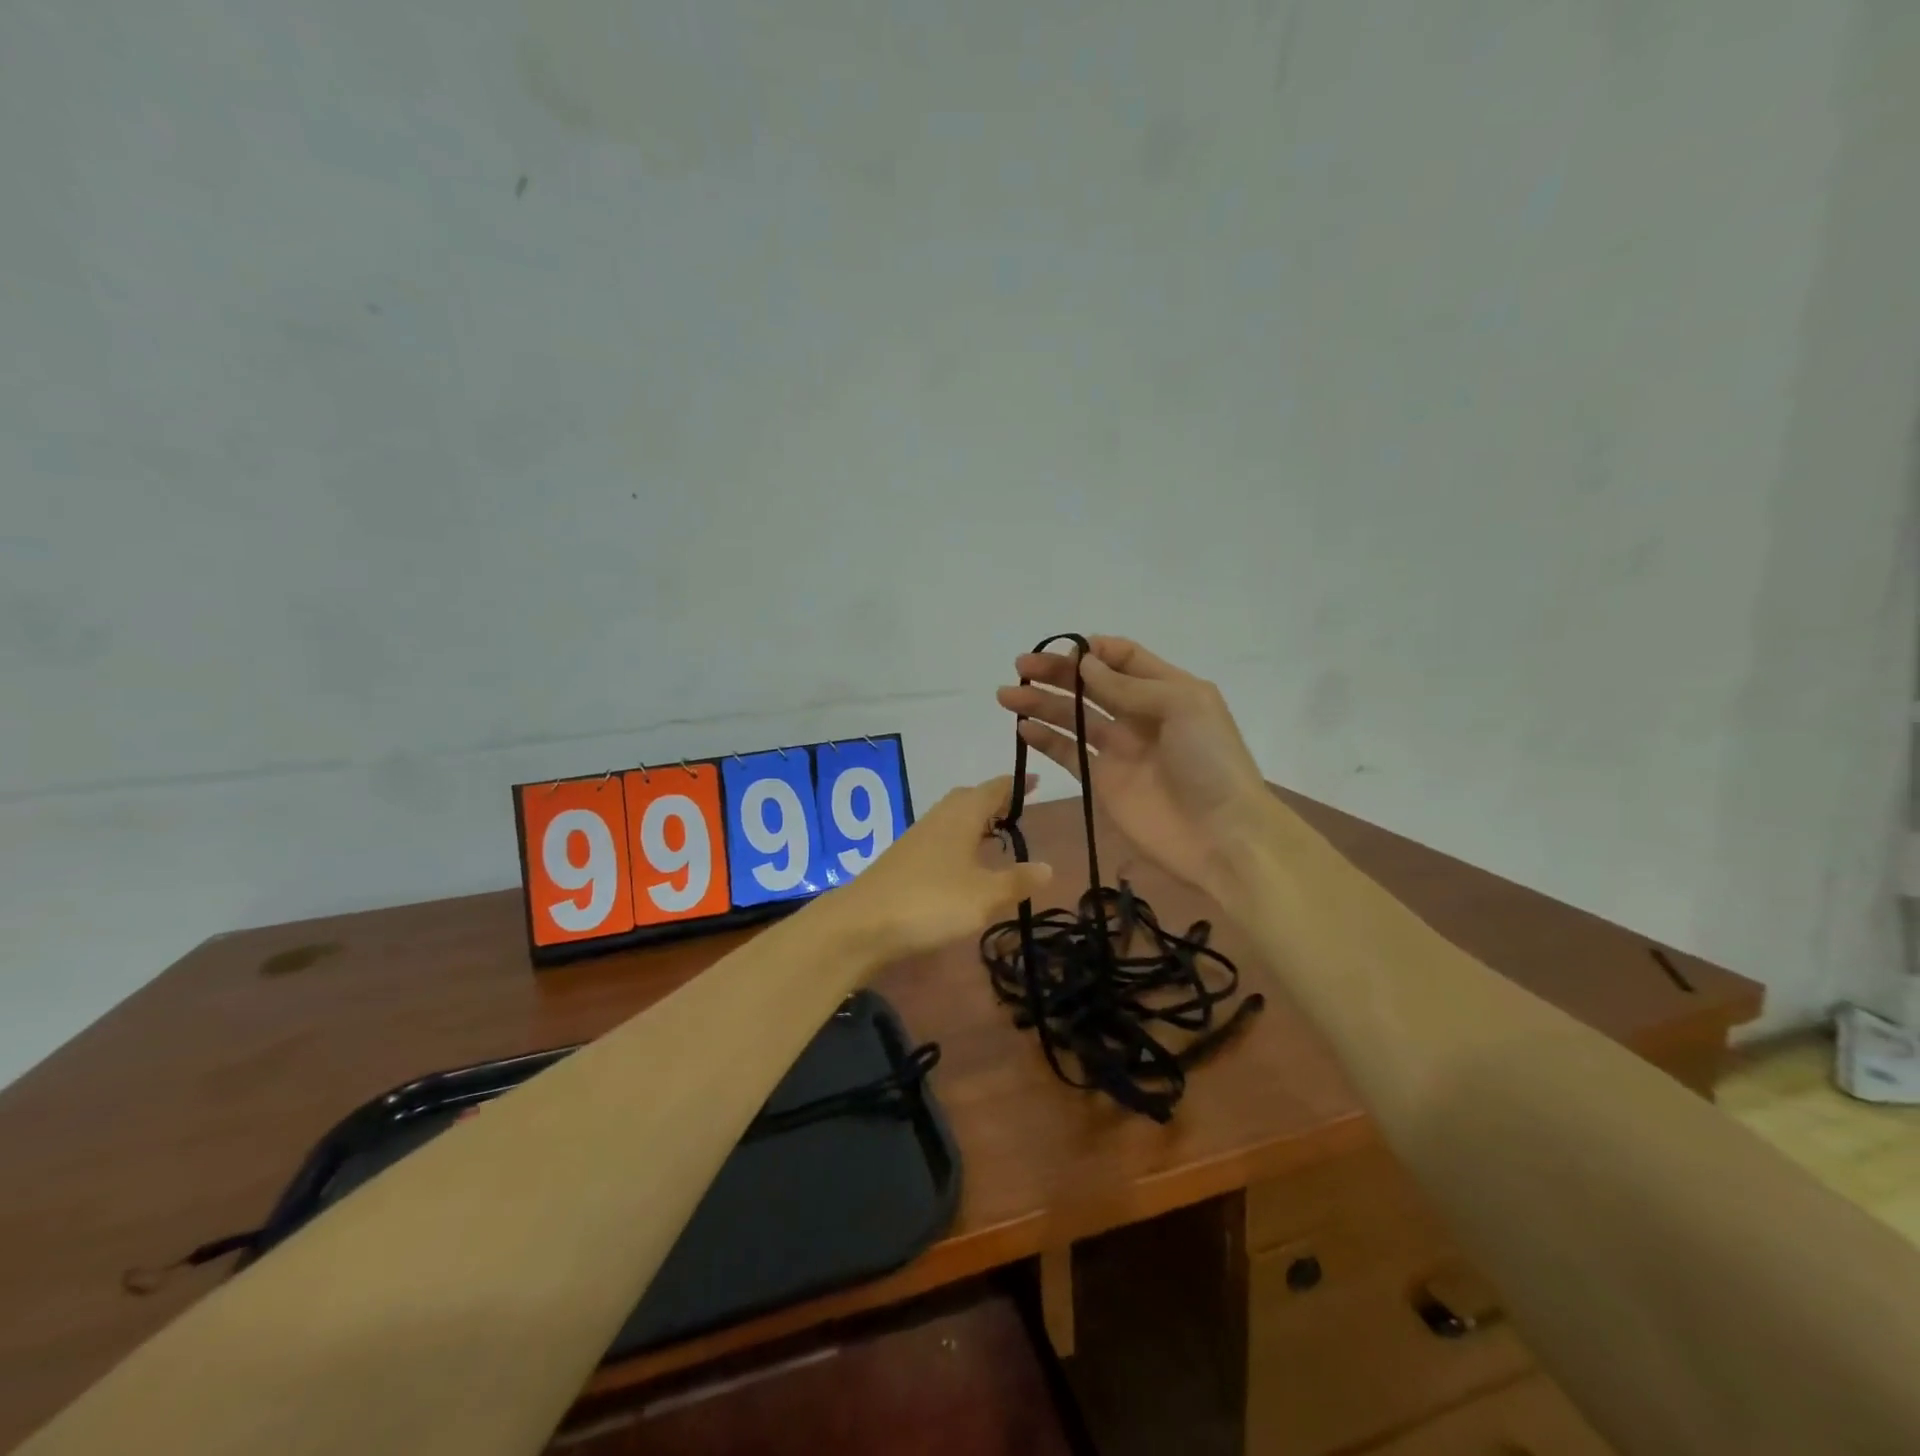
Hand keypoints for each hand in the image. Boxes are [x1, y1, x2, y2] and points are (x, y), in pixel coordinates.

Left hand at [828, 776, 1053, 962]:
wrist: (862, 924)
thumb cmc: (931, 902)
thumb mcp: (984, 896)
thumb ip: (1017, 880)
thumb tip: (1048, 866)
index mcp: (961, 816)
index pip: (992, 789)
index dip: (1014, 785)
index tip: (1034, 781)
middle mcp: (938, 819)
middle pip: (969, 799)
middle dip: (993, 801)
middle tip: (1017, 811)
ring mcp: (917, 839)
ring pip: (952, 819)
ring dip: (975, 823)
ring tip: (996, 838)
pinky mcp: (903, 861)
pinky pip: (940, 839)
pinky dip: (959, 842)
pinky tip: (964, 865)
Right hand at [996, 637, 1270, 891]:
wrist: (1222, 835)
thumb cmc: (1210, 762)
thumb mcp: (1182, 706)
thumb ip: (1129, 686)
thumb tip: (1085, 665)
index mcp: (1167, 690)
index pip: (1125, 658)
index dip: (1094, 651)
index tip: (1065, 649)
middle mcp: (1140, 715)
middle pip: (1091, 685)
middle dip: (1058, 673)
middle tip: (1021, 666)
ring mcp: (1119, 750)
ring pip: (1074, 717)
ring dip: (1042, 703)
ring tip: (1008, 695)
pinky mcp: (1102, 782)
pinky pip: (1069, 754)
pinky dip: (1045, 740)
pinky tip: (1023, 727)